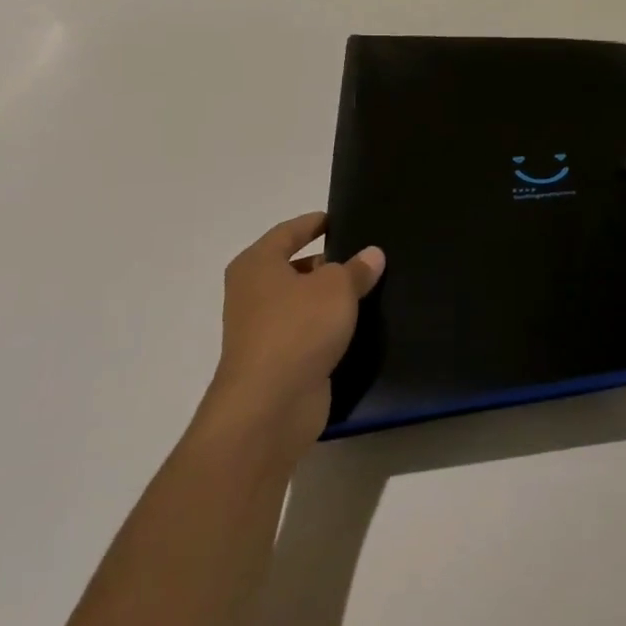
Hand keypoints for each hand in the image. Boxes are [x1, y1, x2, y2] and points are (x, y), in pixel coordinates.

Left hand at [199, 212, 384, 461]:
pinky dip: (329, 328)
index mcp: (257, 265)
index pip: (289, 232)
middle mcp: (253, 294)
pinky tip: (360, 326)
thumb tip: (372, 254)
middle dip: (329, 262)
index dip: (315, 223)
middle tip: (367, 255)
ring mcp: (263, 330)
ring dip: (331, 298)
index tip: (342, 219)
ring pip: (303, 303)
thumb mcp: (337, 288)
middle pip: (295, 267)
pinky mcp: (278, 362)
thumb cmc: (298, 329)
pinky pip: (308, 333)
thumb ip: (356, 268)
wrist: (270, 406)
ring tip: (372, 289)